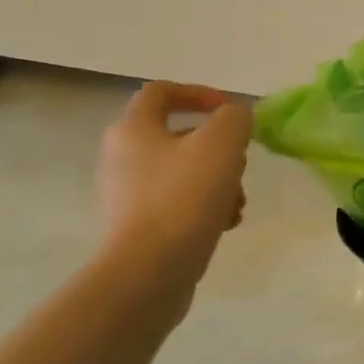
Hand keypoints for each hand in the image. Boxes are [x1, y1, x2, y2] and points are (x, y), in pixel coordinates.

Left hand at [97, 82, 251, 296]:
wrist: (150, 271)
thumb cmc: (185, 195)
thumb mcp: (223, 141)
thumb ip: (235, 117)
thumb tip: (235, 118)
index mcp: (133, 129)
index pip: (161, 92)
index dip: (198, 92)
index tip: (229, 110)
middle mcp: (122, 158)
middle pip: (180, 136)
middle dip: (219, 147)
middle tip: (240, 162)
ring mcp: (128, 196)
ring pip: (184, 172)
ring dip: (219, 180)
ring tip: (238, 202)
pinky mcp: (138, 228)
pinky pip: (179, 203)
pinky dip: (205, 206)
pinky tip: (225, 223)